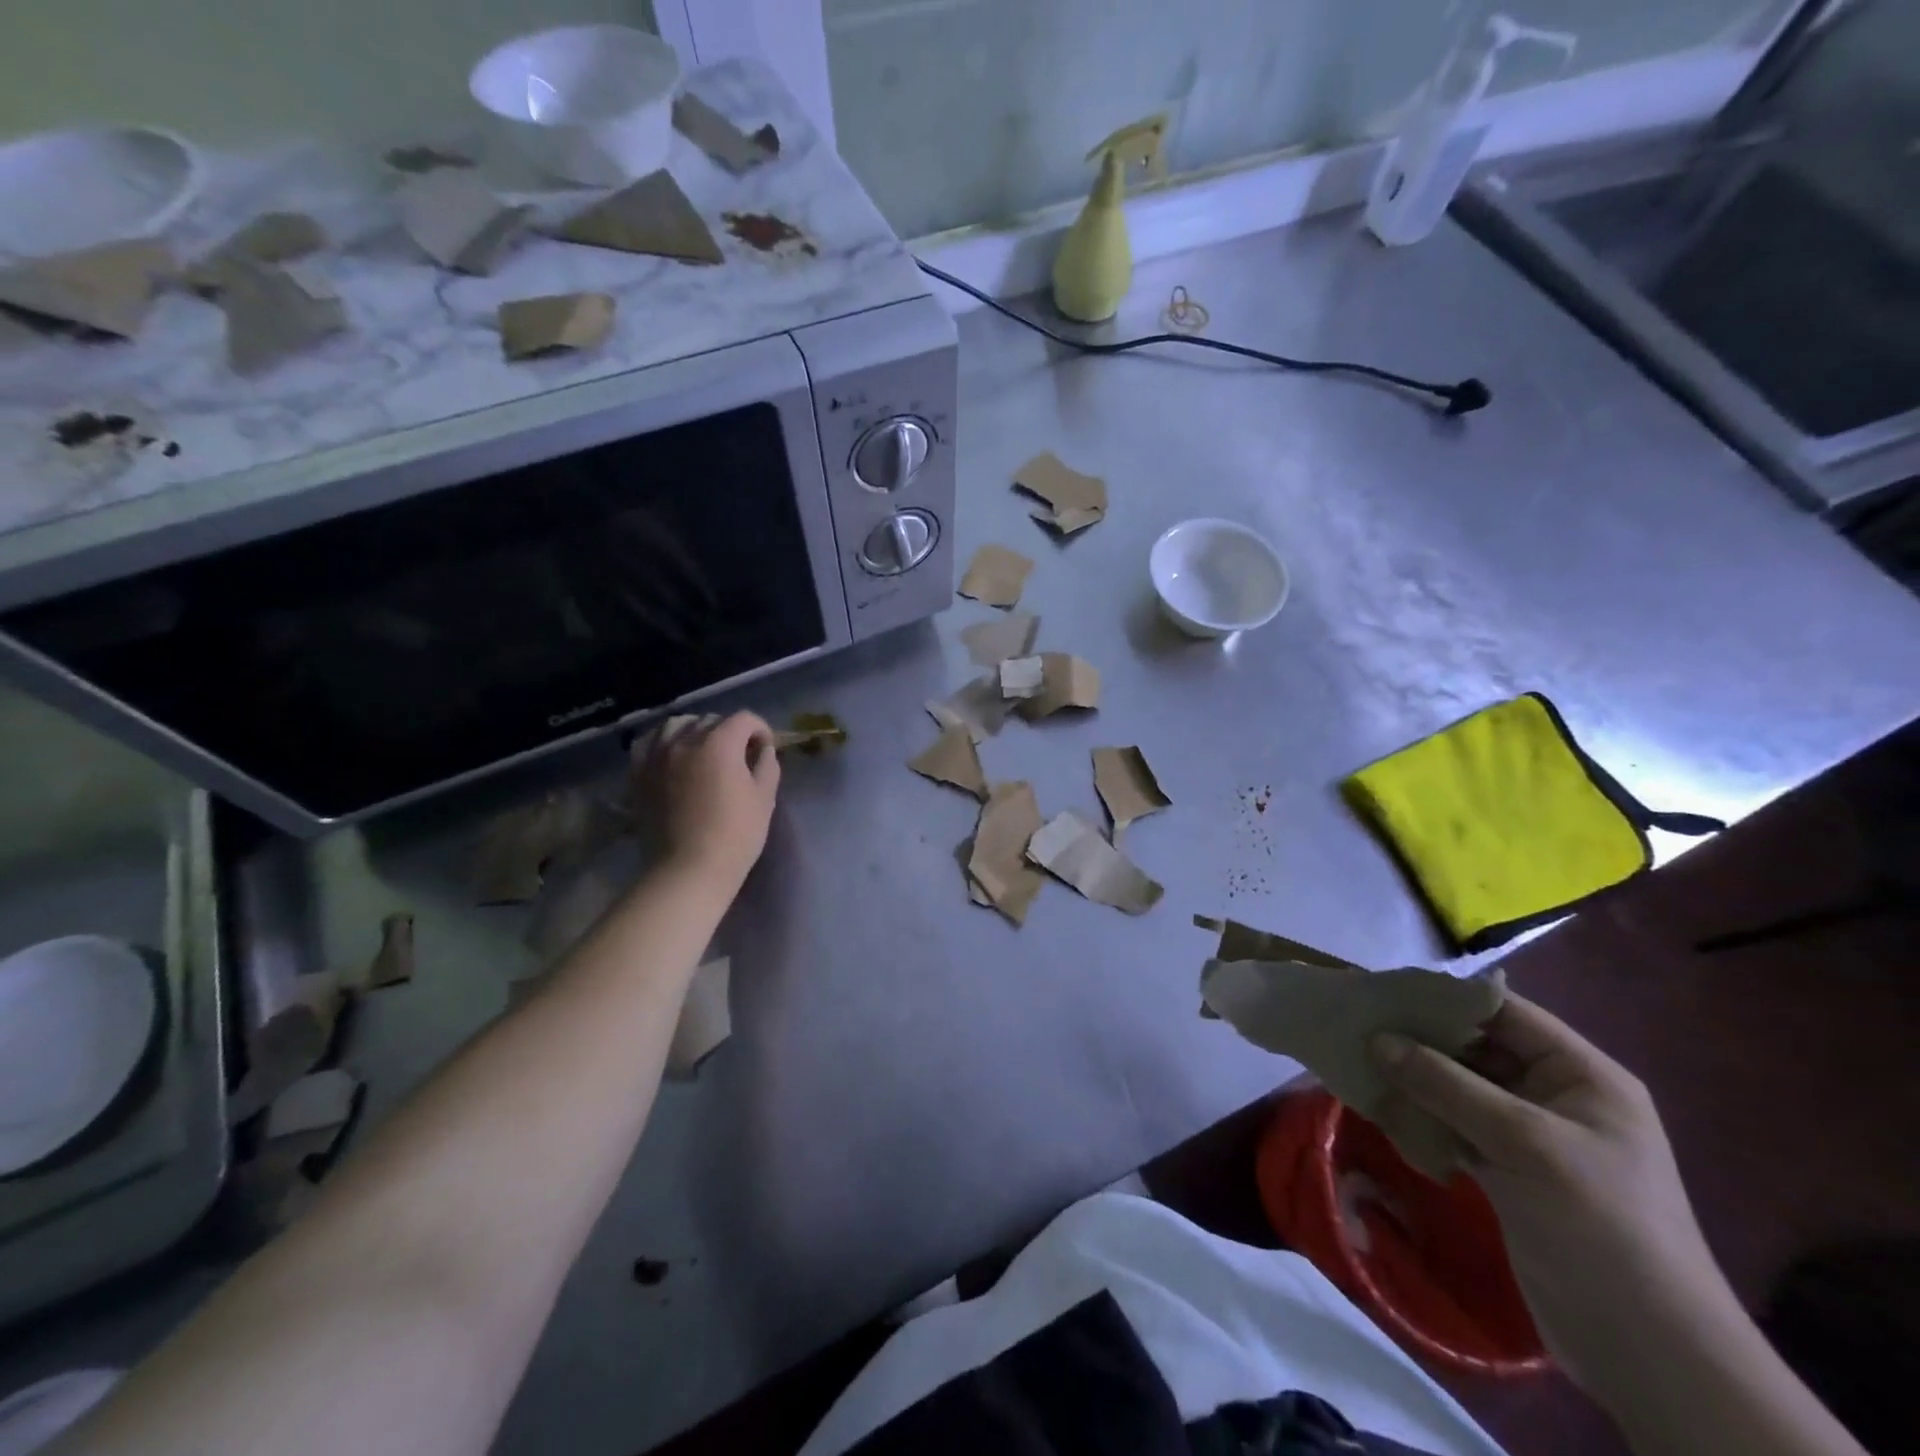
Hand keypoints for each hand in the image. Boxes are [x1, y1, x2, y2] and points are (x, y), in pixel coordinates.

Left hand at [646, 712, 779, 887]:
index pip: (744, 719)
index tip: (766, 748)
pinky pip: (649, 743)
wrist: (687, 870)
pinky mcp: (639, 774)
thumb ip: (767, 766)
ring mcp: (657, 756)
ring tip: (704, 749)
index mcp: (720, 743)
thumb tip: (764, 750)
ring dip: (695, 730)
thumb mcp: (764, 799)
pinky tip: (671, 753)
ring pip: (676, 725)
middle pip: (711, 720)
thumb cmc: (735, 835)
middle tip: (740, 755)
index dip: (760, 729)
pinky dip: (663, 741)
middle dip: (730, 731)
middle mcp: (685, 740)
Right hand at [1372, 994, 1722, 1395]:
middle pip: (1477, 1048)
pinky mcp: (1508, 1171)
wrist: (1649, 1351)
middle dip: (1421, 1039)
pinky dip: (1421, 1117)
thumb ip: (1447, 1085)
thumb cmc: (1602, 1225)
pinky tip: (1383, 1110)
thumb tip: (1378, 1039)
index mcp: (1581, 1075)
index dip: (1445, 998)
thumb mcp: (1525, 1144)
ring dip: (1414, 1079)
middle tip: (1359, 1028)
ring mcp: (1531, 1136)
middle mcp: (1556, 1096)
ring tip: (1359, 1064)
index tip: (1383, 991)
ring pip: (1459, 1087)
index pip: (1504, 1012)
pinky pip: (1455, 1126)